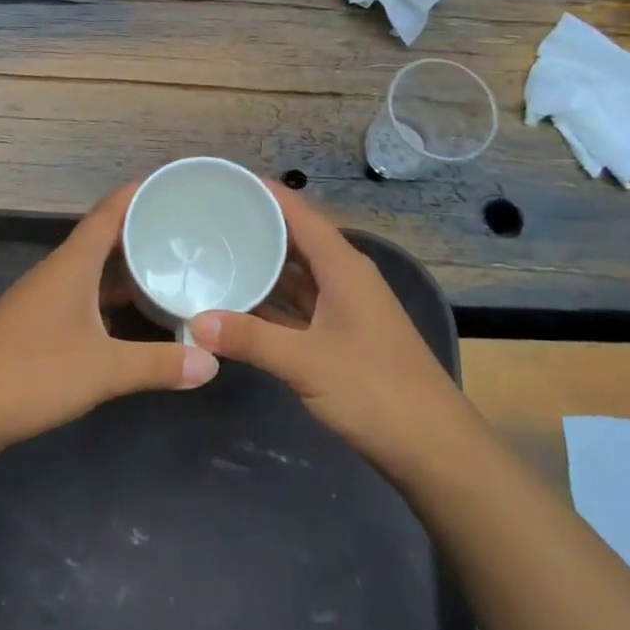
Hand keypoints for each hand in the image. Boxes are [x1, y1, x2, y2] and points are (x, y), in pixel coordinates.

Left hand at [0, 183, 219, 453]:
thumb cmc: (33, 373)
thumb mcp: (104, 370)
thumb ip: (158, 364)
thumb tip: (212, 363)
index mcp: (72, 264)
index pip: (108, 213)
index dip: (138, 194)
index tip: (172, 185)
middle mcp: (56, 272)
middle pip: (101, 238)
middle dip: (138, 230)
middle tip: (182, 230)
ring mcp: (41, 298)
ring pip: (89, 269)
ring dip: (122, 265)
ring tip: (163, 267)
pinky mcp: (33, 324)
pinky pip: (79, 295)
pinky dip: (105, 296)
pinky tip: (126, 316)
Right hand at [190, 187, 462, 474]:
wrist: (433, 448)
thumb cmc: (375, 391)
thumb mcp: (307, 362)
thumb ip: (251, 339)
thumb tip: (196, 321)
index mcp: (344, 268)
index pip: (300, 214)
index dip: (265, 194)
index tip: (224, 180)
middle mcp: (344, 280)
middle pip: (295, 241)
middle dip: (255, 228)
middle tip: (206, 219)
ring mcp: (343, 310)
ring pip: (295, 277)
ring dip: (260, 268)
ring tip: (213, 255)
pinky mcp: (339, 339)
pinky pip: (296, 308)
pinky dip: (269, 305)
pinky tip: (236, 306)